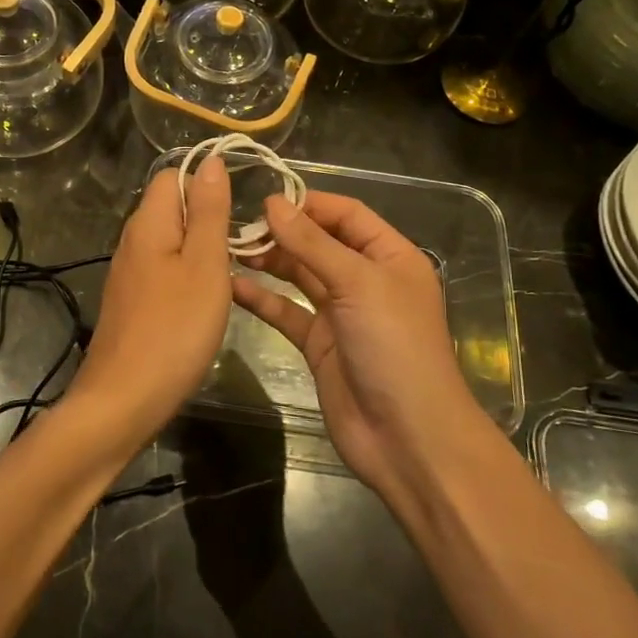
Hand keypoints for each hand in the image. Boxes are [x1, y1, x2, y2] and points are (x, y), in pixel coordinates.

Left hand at [66, 156, 232, 445]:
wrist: (123, 400)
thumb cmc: (174, 329)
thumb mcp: (205, 265)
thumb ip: (209, 211)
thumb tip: (211, 160)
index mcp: (148, 223)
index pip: (172, 176)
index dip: (205, 183)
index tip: (238, 213)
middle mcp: (132, 241)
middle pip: (171, 208)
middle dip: (208, 219)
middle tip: (241, 250)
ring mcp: (129, 274)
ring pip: (171, 242)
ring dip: (201, 251)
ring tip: (229, 276)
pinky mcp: (132, 302)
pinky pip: (164, 271)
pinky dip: (188, 277)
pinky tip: (204, 303)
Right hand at [232, 193, 480, 505]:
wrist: (407, 437)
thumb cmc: (394, 347)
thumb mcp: (357, 284)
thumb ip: (312, 243)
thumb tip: (272, 203)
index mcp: (390, 256)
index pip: (347, 214)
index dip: (308, 203)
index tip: (264, 199)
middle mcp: (366, 279)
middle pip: (320, 242)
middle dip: (283, 232)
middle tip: (237, 226)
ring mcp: (341, 313)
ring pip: (300, 275)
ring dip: (269, 261)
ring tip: (229, 248)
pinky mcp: (319, 344)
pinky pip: (286, 312)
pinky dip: (262, 298)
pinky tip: (232, 286)